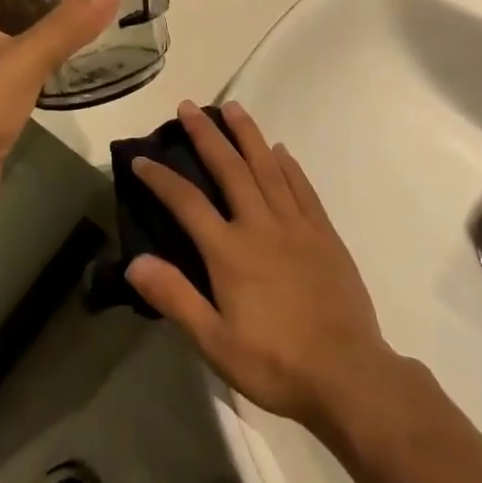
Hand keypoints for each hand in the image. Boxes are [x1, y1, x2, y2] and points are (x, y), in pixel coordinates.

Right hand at [126, 101, 395, 436]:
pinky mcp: (324, 233)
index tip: (140, 159)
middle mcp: (260, 225)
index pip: (186, 202)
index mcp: (229, 251)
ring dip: (248, 134)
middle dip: (206, 135)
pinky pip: (302, 188)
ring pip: (267, 167)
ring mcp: (295, 225)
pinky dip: (289, 165)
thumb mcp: (215, 342)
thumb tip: (134, 261)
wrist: (347, 375)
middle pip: (229, 168)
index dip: (160, 178)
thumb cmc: (275, 363)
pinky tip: (280, 150)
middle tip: (189, 106)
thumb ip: (175, 297)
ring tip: (233, 107)